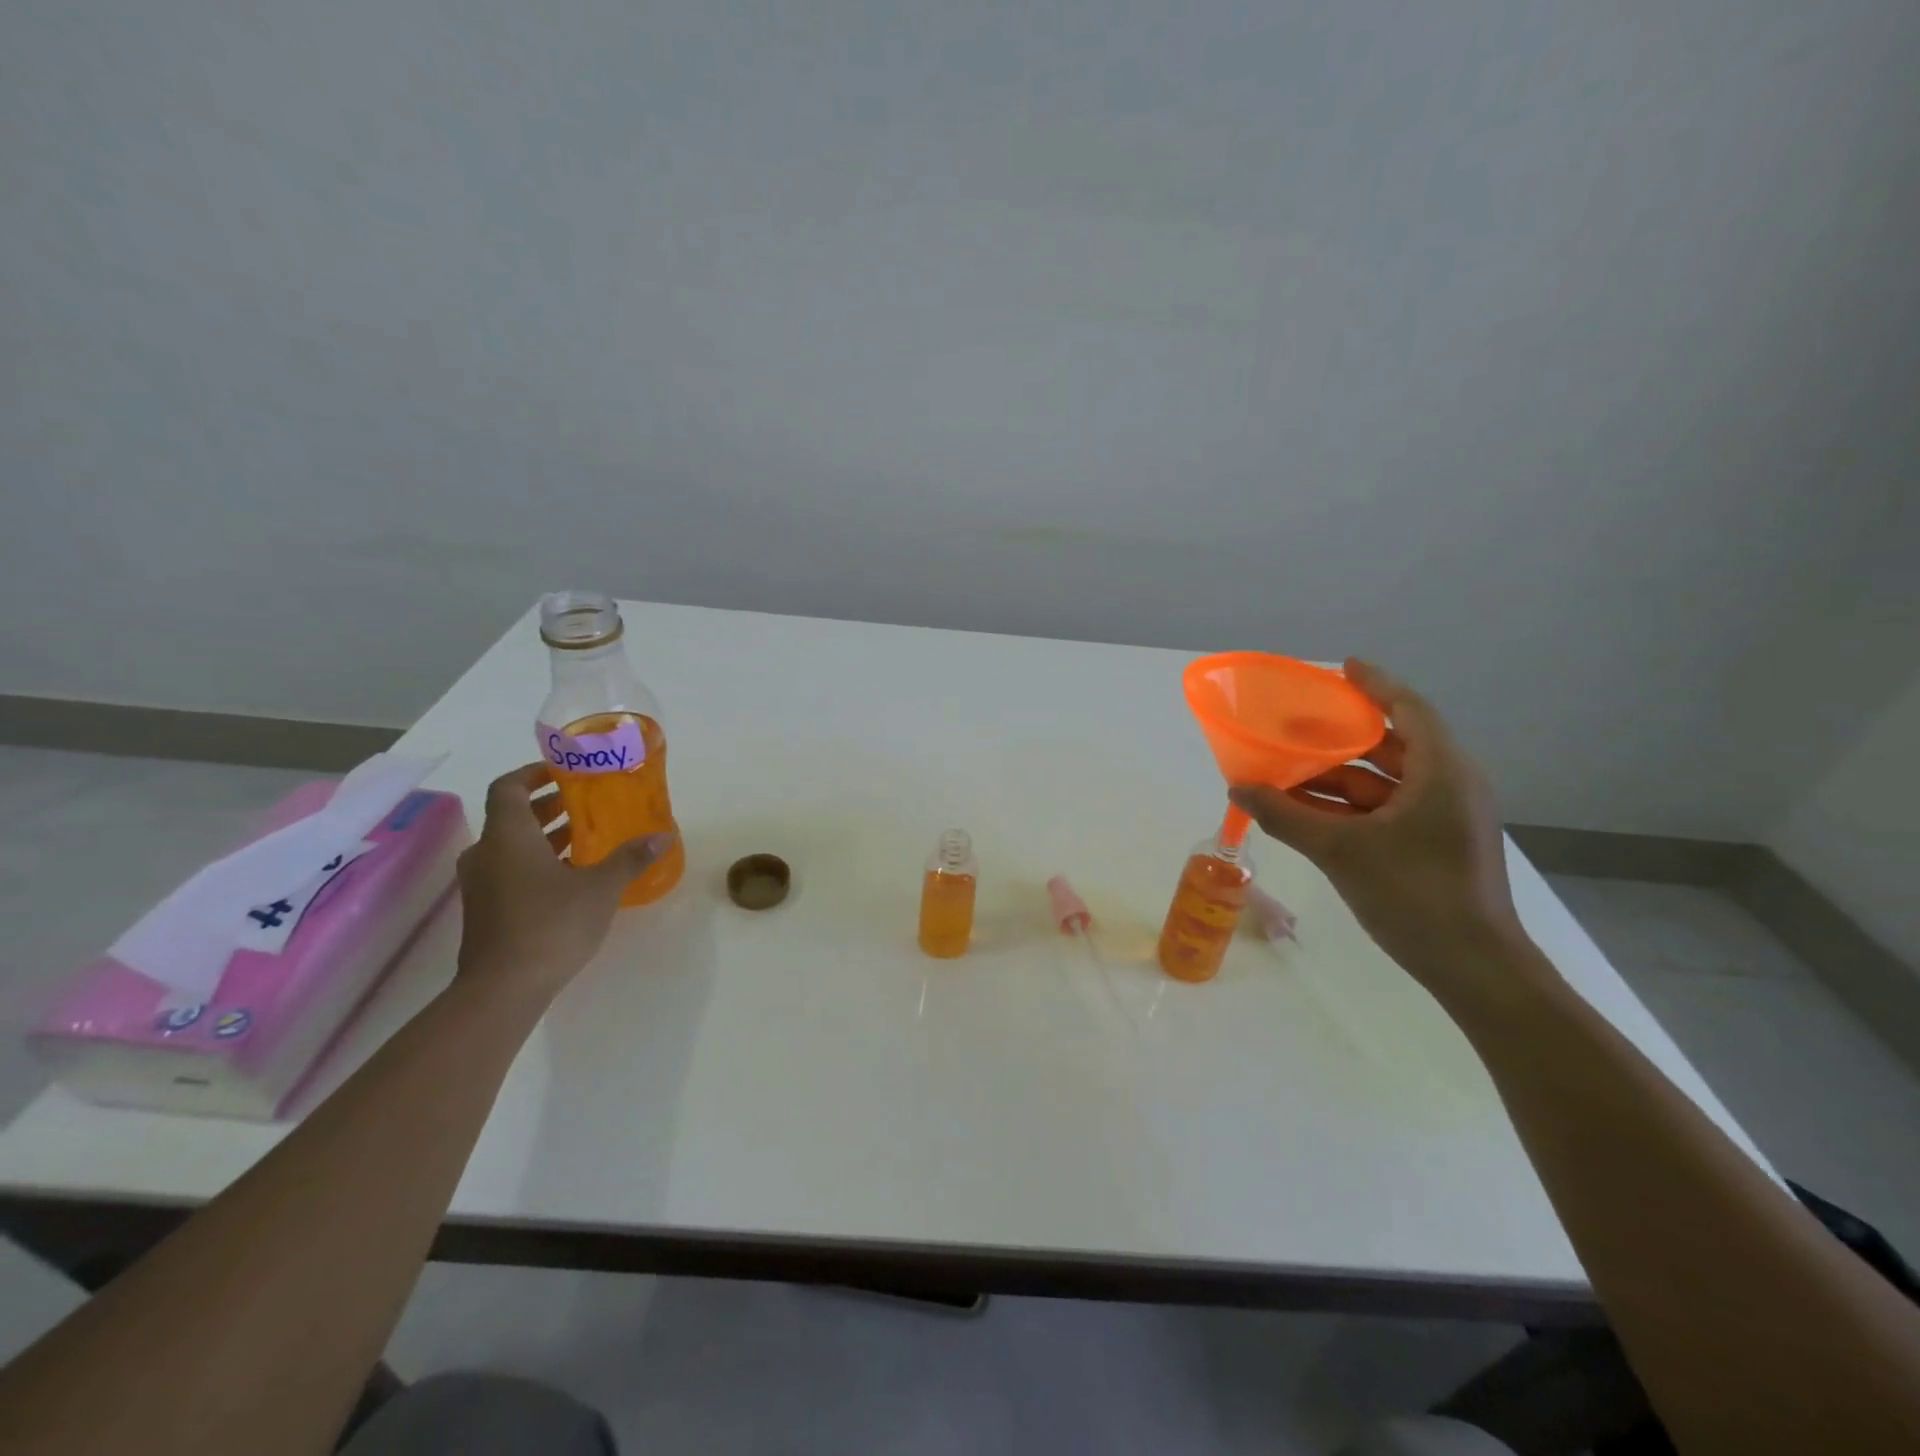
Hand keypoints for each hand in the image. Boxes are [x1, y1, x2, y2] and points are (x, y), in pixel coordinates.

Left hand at [453, 763, 675, 1003]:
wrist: (503, 989)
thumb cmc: (551, 924)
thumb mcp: (601, 887)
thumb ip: (630, 858)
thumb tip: (663, 835)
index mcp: (508, 836)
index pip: (508, 787)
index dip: (533, 773)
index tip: (563, 771)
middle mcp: (487, 853)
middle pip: (512, 816)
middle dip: (548, 806)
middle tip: (586, 804)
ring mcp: (481, 884)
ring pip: (511, 846)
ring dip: (544, 837)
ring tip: (586, 838)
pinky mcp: (486, 910)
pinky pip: (510, 871)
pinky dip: (537, 863)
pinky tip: (572, 877)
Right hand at [1228, 660, 1527, 992]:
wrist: (1474, 968)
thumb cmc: (1414, 895)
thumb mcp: (1340, 851)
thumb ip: (1285, 815)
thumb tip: (1238, 787)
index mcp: (1441, 772)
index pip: (1408, 708)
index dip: (1374, 684)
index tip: (1341, 667)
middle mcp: (1448, 785)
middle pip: (1392, 744)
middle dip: (1341, 735)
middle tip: (1296, 723)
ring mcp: (1443, 818)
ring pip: (1384, 782)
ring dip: (1337, 777)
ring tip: (1287, 770)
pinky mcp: (1434, 845)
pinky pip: (1386, 810)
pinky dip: (1348, 806)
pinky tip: (1307, 811)